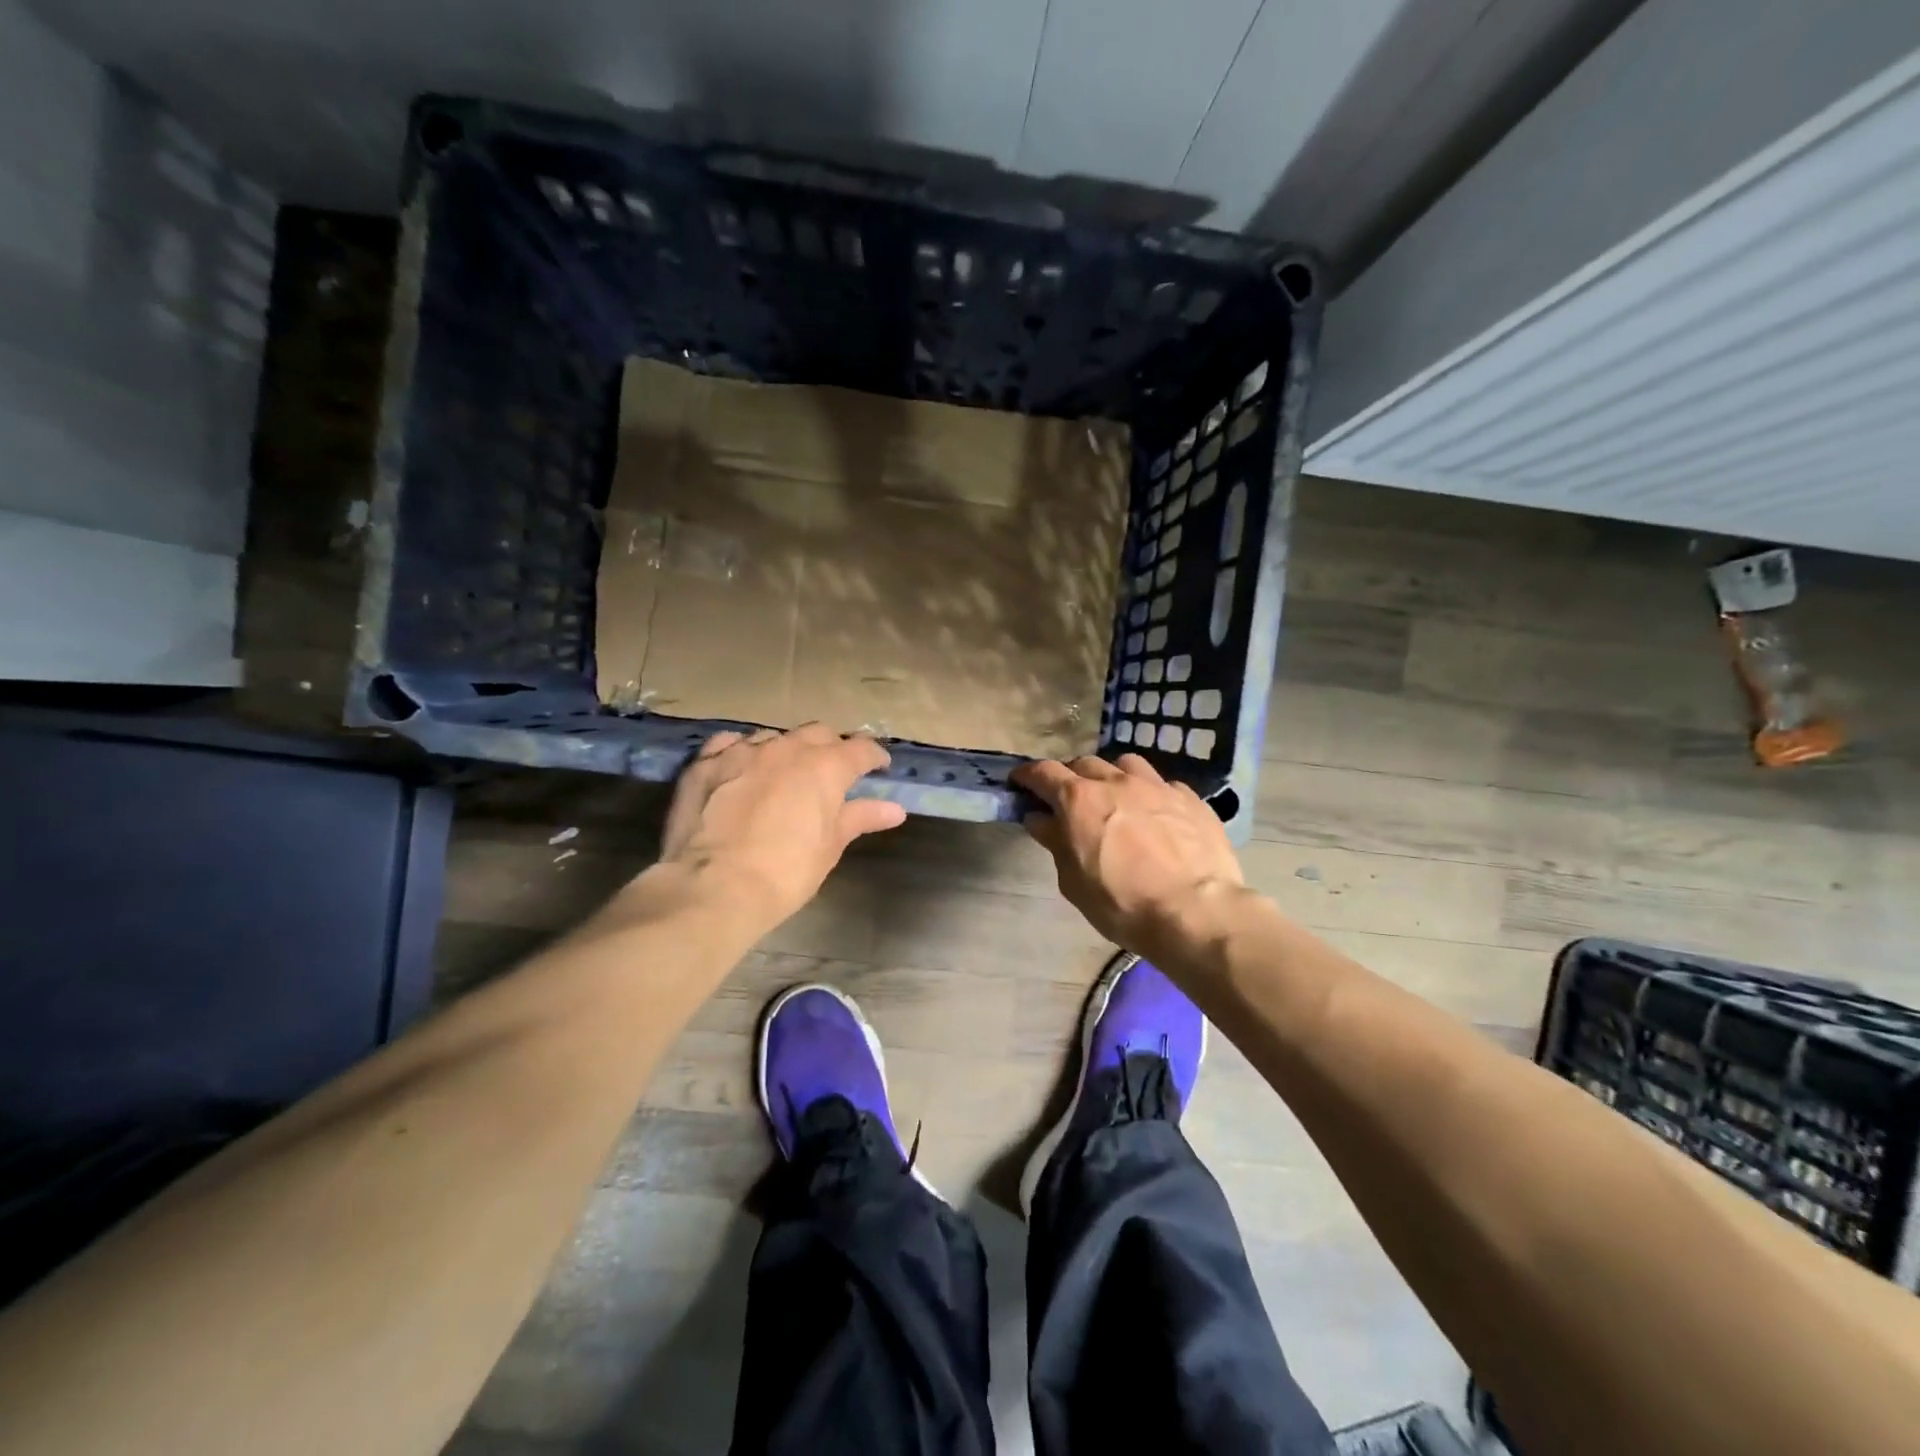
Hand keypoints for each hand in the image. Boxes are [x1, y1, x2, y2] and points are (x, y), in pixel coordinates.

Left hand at [658, 723, 906, 926]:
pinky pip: (729, 743)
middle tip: (832, 772)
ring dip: (786, 749)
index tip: (879, 767)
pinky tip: (742, 768)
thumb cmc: (785, 872)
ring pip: (774, 736)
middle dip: (830, 748)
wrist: (714, 887)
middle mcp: (786, 748)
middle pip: (818, 734)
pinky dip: (743, 751)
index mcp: (825, 767)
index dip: (873, 757)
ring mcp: (742, 750)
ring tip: (785, 772)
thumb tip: (894, 809)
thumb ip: (860, 818)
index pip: (860, 749)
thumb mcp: (830, 847)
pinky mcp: (705, 762)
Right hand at [1012, 754, 1243, 958]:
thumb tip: (1040, 819)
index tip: (1019, 783)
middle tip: (1067, 798)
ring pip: (1125, 764)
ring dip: (1112, 776)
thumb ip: (1055, 842)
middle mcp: (1116, 781)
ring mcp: (1156, 785)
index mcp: (1079, 799)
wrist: (1194, 912)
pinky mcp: (1189, 798)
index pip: (1043, 772)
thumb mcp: (1073, 881)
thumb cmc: (1121, 903)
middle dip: (1069, 776)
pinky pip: (1162, 785)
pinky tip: (1155, 814)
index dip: (1027, 776)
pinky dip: (1150, 794)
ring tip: (1114, 797)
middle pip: (1083, 763)